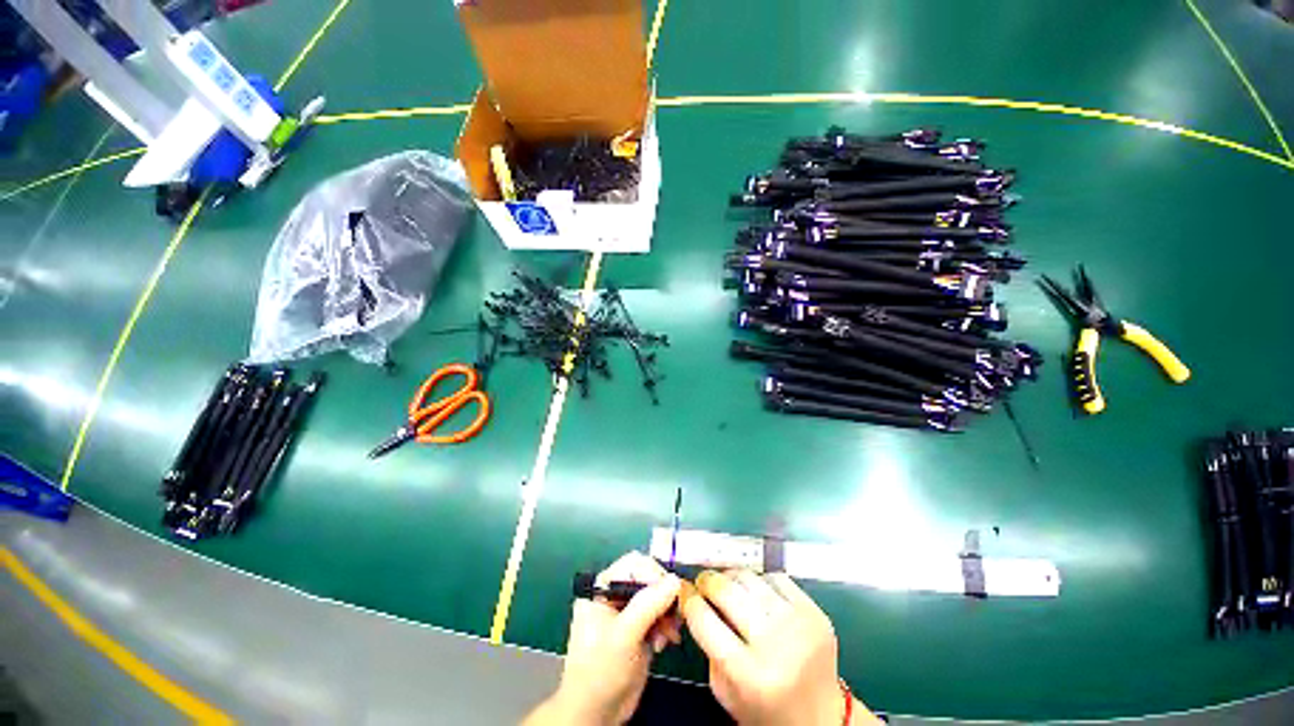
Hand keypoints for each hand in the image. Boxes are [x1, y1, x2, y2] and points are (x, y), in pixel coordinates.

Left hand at [526, 552, 681, 725]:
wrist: (595, 715)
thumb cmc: (599, 672)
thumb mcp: (623, 637)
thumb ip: (648, 605)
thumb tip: (675, 580)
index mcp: (602, 587)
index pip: (634, 564)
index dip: (654, 574)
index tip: (671, 594)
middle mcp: (615, 594)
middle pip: (648, 578)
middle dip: (663, 597)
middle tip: (674, 617)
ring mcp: (628, 612)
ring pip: (657, 596)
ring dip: (668, 613)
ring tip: (669, 636)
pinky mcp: (639, 629)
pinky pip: (660, 615)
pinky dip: (666, 626)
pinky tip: (664, 643)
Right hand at [681, 570, 877, 724]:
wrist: (822, 718)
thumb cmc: (767, 710)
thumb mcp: (726, 692)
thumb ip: (708, 647)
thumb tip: (694, 599)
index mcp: (748, 674)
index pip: (703, 618)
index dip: (688, 599)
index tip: (684, 591)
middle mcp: (774, 644)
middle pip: (726, 590)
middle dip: (707, 580)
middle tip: (703, 583)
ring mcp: (797, 623)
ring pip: (749, 577)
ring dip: (731, 577)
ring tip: (728, 585)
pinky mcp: (814, 611)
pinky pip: (776, 577)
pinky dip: (760, 581)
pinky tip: (758, 593)